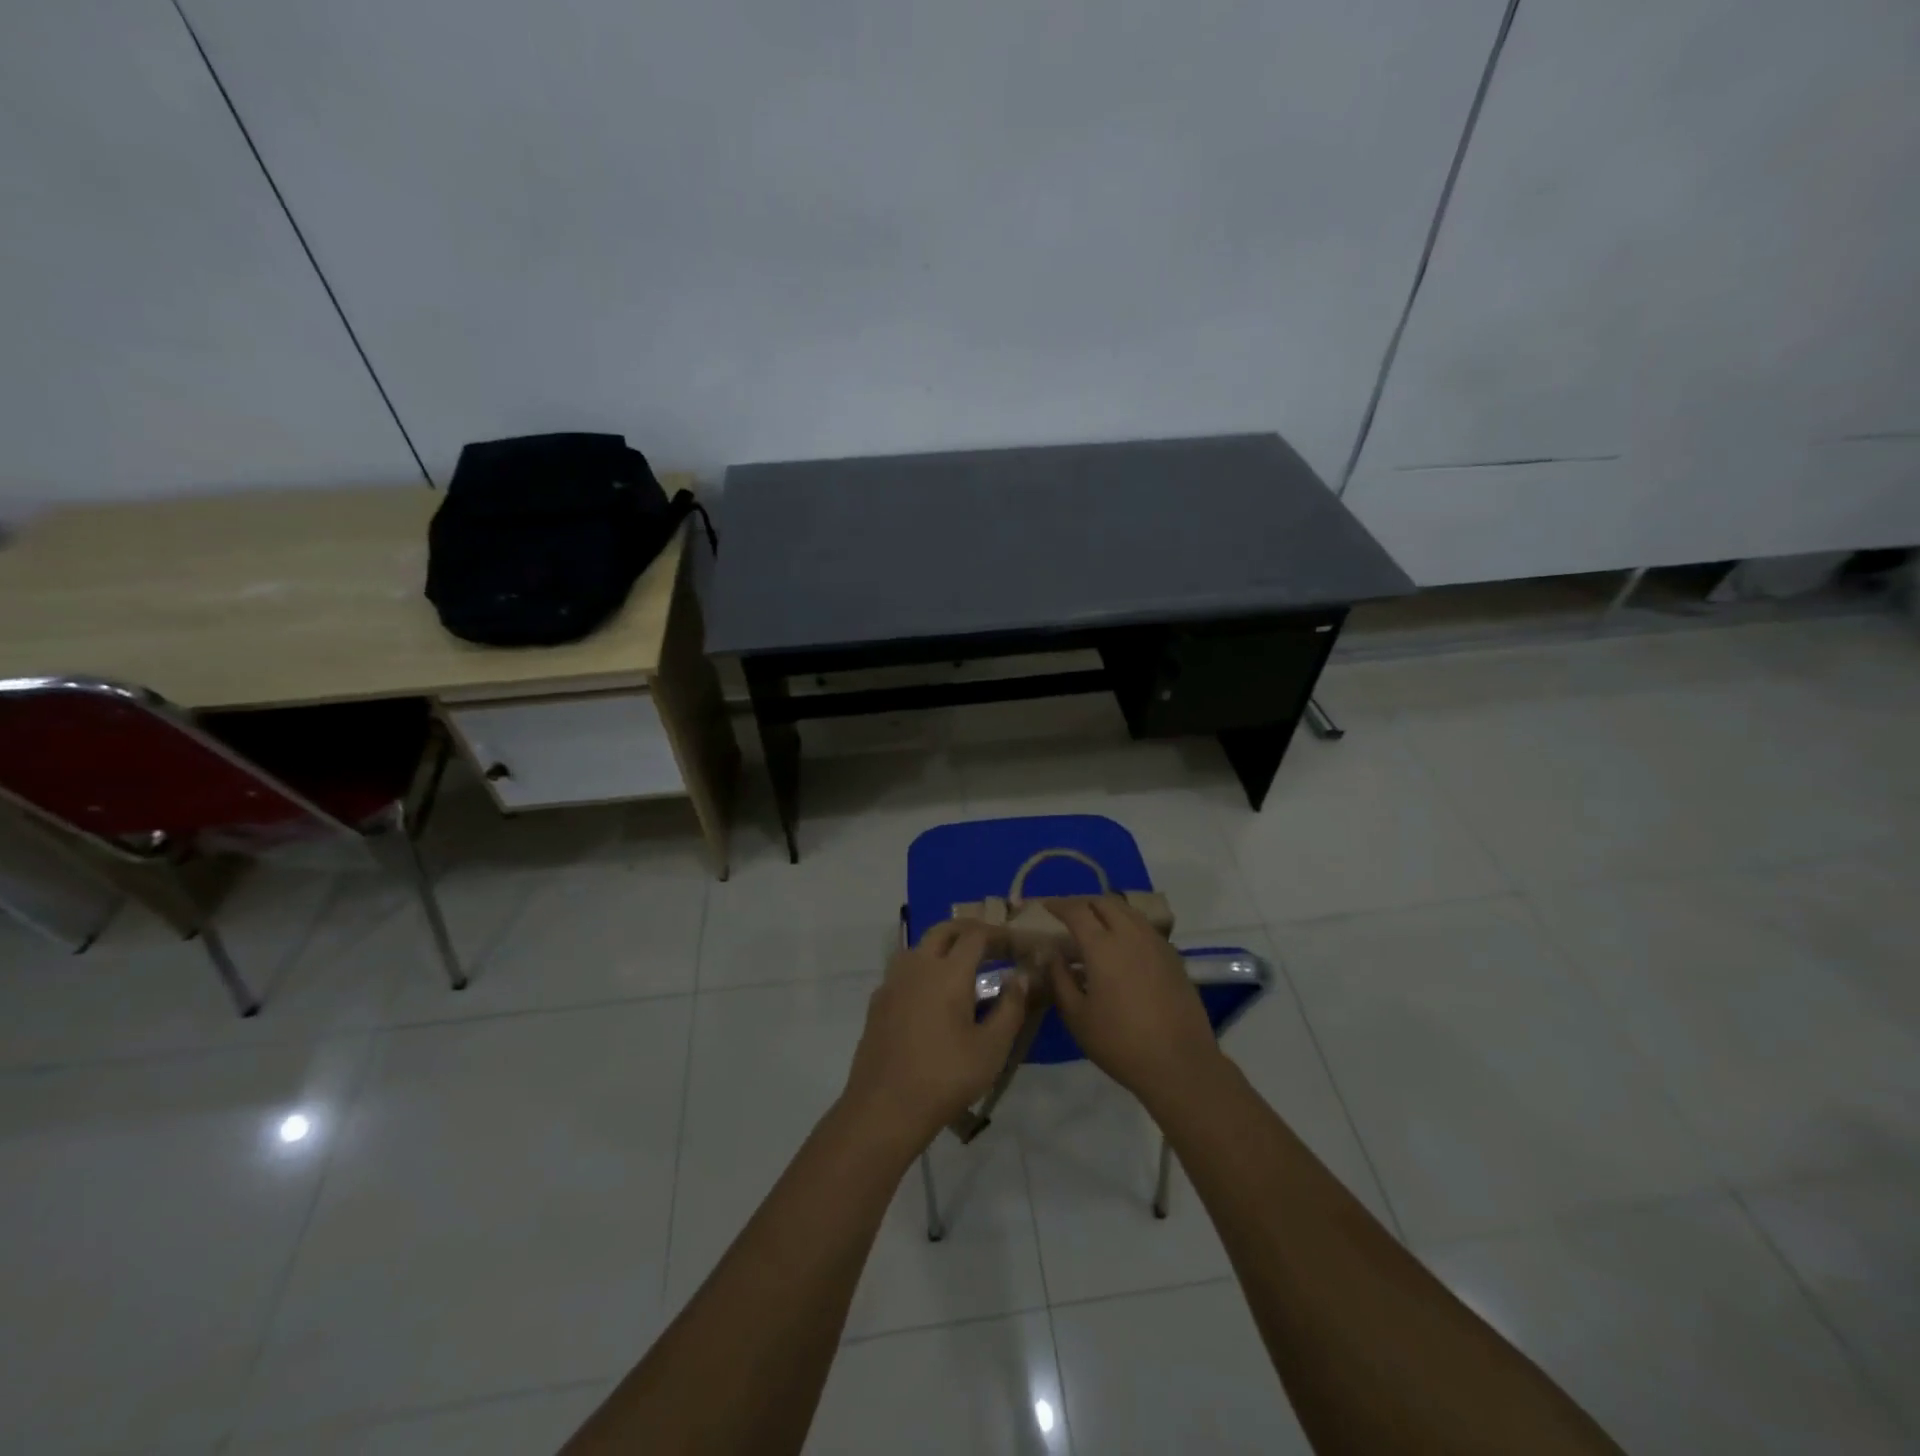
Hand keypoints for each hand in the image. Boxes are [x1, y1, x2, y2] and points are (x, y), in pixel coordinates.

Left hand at [841, 920, 1031, 1154]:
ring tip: (964, 968)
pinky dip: (924, 968)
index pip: (976, 936)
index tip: (1017, 946)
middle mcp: (917, 966)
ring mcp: (893, 982)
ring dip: (944, 946)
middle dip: (970, 931)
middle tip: (993, 946)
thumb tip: (1021, 976)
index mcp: (948, 972)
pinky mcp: (878, 1001)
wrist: (884, 1107)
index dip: (999, 935)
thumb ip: (1011, 1007)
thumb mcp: (992, 1048)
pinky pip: (905, 970)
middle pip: (944, 931)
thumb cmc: (945, 1077)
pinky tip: (933, 995)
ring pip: (920, 946)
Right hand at [1044, 896, 1225, 1108]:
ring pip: (1129, 912)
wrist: (1180, 1064)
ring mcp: (1156, 944)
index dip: (1058, 904)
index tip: (1044, 905)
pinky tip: (1122, 947)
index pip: (1077, 911)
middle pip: (1105, 902)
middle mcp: (1131, 935)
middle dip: (1083, 902)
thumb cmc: (1120, 1043)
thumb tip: (1051, 954)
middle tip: (1068, 914)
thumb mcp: (1077, 1016)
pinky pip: (1145, 928)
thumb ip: (1059, 979)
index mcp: (1103, 946)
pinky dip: (1128, 926)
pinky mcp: (1174, 957)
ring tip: (1094, 926)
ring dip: (1107, 911)